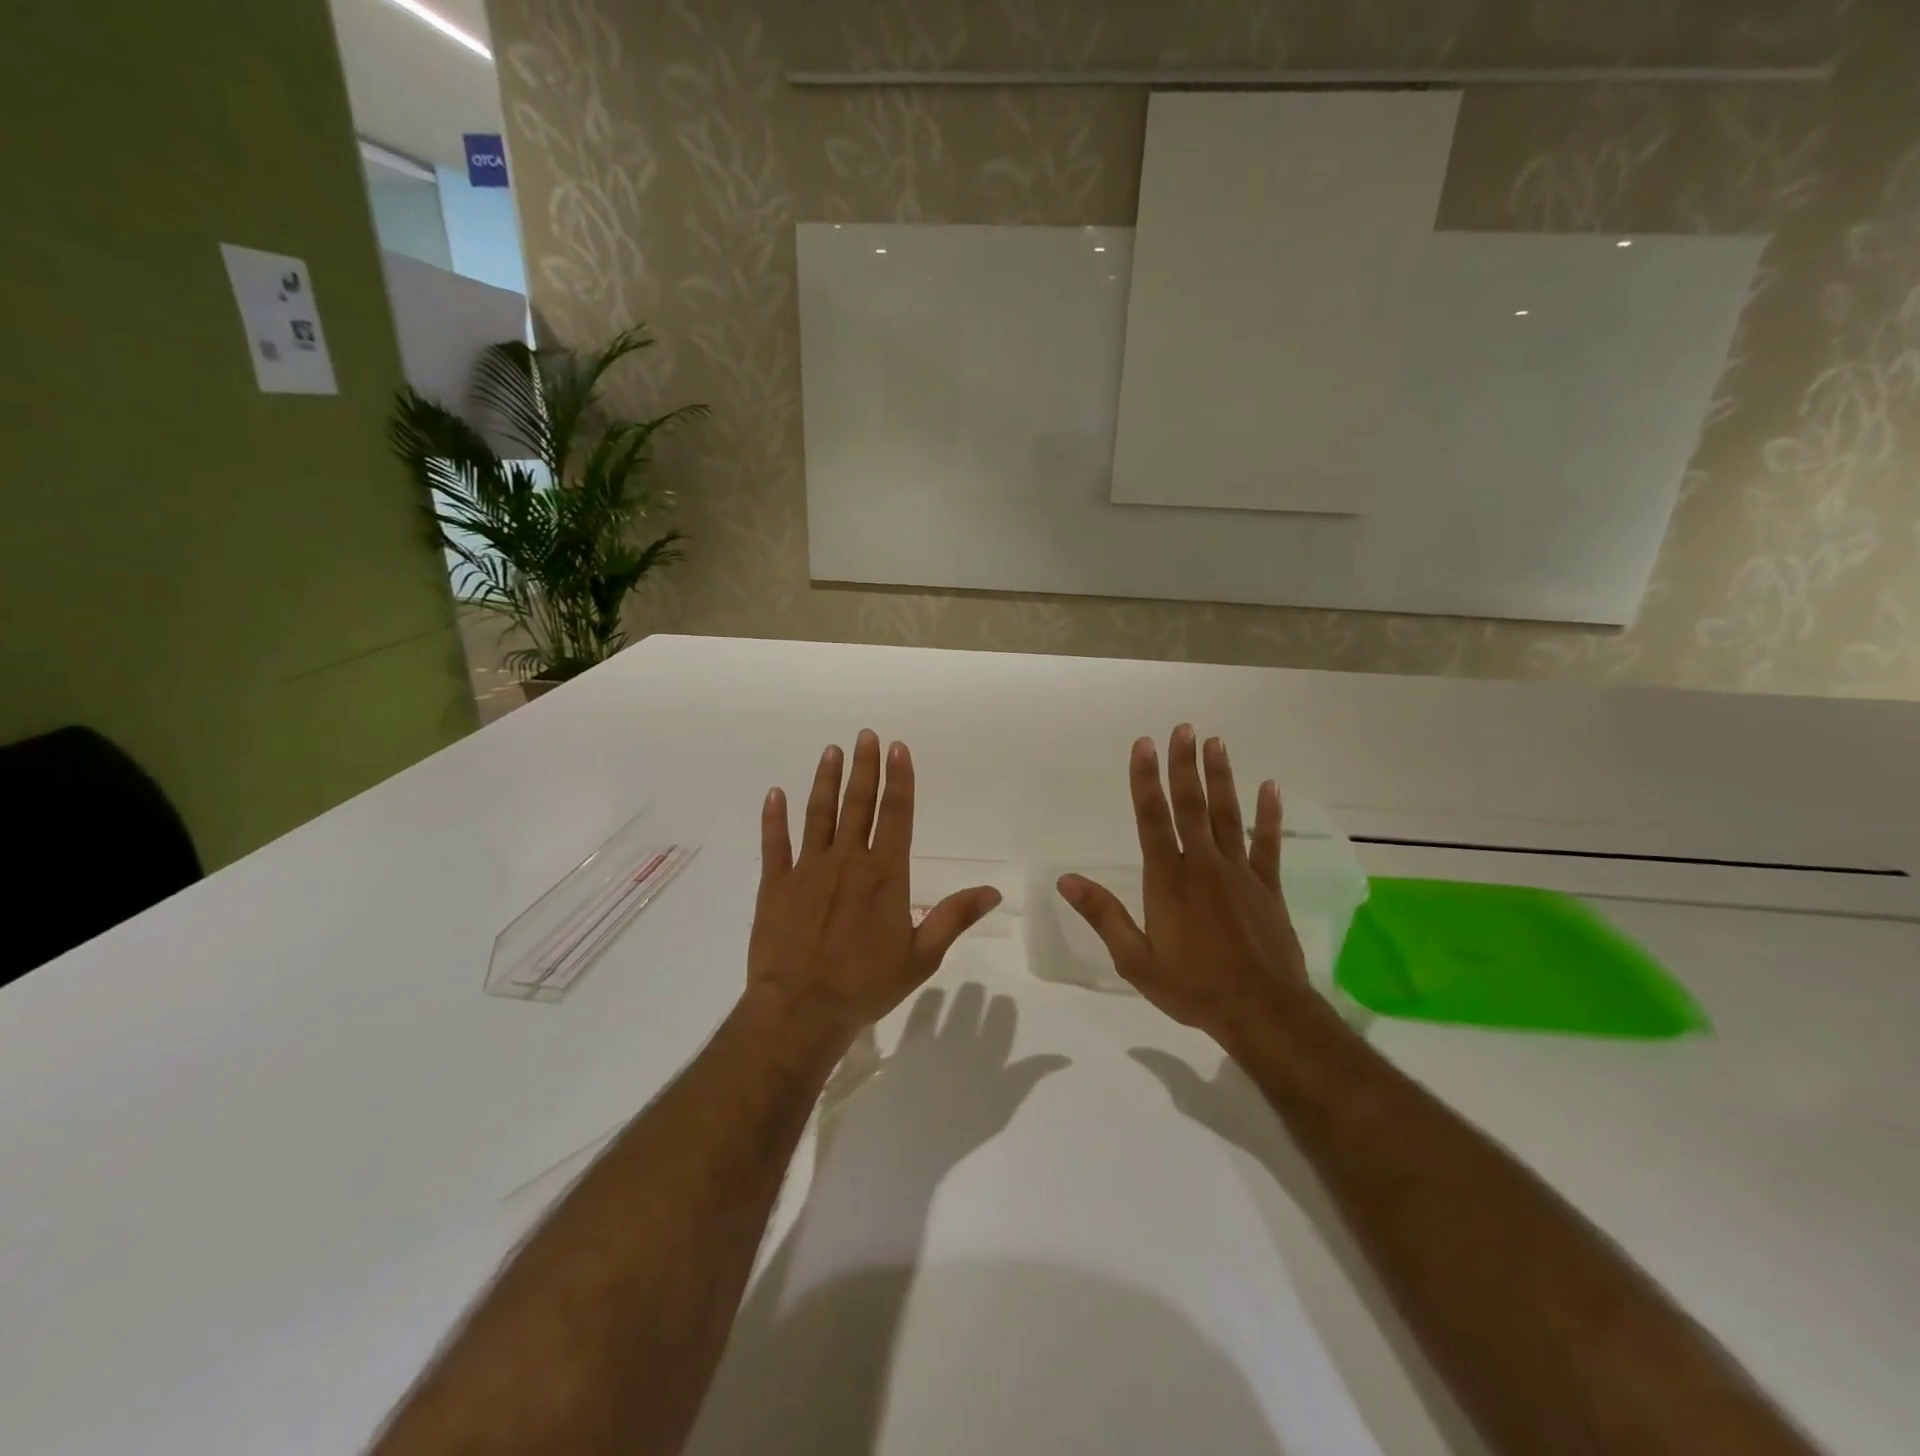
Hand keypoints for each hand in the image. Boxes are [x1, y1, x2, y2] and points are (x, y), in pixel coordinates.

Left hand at [747, 730, 1001, 1045]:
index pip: (896, 815)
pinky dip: (774, 818)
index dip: (899, 779)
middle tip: (865, 735)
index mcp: (884, 875)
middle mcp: (848, 861)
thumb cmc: (866, 984)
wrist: (801, 1009)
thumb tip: (993, 891)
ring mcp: (808, 870)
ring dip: (826, 781)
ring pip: (819, 814)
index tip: (898, 748)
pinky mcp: (776, 885)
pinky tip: (775, 794)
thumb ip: (954, 917)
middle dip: (864, 768)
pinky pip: (776, 844)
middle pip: (859, 804)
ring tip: (831, 751)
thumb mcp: (921, 956)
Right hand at [1057, 725, 1307, 1041]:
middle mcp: (1203, 865)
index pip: (1152, 819)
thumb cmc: (1193, 987)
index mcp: (1168, 880)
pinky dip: (1268, 815)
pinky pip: (1267, 844)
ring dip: (1221, 778)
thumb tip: (1066, 880)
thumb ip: (1103, 916)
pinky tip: (1271, 787)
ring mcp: (1239, 873)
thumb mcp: (1136, 960)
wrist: (1262, 1012)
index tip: (1143, 745)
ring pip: (1228, 815)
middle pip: (1191, 806)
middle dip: (1184, 765)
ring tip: (1217, 743)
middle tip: (1184, 728)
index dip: (1145, 780)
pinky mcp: (1267, 887)